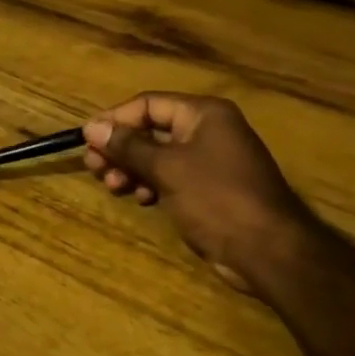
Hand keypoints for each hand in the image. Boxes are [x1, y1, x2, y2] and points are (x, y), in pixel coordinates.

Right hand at [83, 92, 309, 289]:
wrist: (268, 251)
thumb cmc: (216, 198)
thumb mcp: (167, 168)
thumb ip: (128, 146)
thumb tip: (92, 127)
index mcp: (204, 114)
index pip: (148, 104)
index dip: (115, 119)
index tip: (86, 138)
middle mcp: (207, 131)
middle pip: (151, 130)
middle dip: (120, 148)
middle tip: (94, 167)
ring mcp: (209, 161)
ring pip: (157, 156)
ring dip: (131, 168)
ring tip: (112, 185)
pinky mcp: (208, 189)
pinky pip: (170, 177)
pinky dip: (150, 184)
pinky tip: (140, 199)